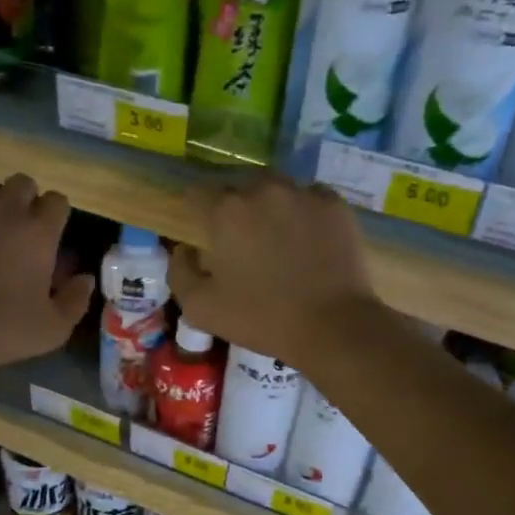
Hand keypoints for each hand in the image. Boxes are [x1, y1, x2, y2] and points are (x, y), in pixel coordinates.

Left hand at [0, 172, 92, 373]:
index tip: (49, 236)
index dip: (55, 216)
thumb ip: (76, 301)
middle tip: (17, 228)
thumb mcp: (52, 329)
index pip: (58, 201)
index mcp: (38, 232)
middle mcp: (4, 208)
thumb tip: (86, 278)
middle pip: (23, 182)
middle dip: (25, 200)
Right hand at [170, 172, 379, 364]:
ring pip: (276, 190)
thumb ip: (180, 272)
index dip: (196, 212)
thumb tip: (185, 249)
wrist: (333, 326)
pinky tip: (307, 242)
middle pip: (239, 187)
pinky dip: (303, 214)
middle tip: (242, 242)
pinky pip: (310, 199)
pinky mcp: (335, 205)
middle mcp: (263, 189)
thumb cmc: (261, 318)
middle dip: (235, 209)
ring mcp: (304, 193)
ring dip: (271, 207)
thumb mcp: (200, 308)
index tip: (203, 234)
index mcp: (226, 210)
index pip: (197, 193)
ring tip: (278, 239)